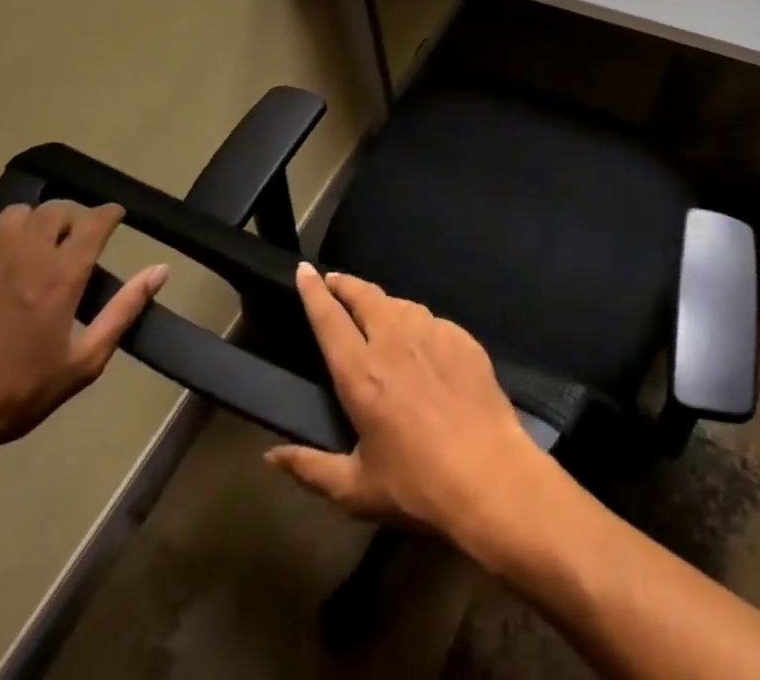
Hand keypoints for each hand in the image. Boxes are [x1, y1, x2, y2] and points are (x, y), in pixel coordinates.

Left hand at [0, 201, 167, 470]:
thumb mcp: (83, 363)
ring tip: (40, 248)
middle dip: (74, 217)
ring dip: (36, 224)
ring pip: (18, 216)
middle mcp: (25, 255)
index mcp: (61, 274)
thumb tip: (160, 270)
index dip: (111, 214)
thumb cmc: (16, 395)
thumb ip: (124, 310)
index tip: (117, 219)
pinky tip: (3, 272)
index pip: (94, 220)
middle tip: (78, 239)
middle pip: (56, 210)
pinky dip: (4, 244)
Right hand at [264, 266, 548, 545]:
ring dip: (382, 303)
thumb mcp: (355, 490)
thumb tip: (271, 456)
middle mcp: (394, 341)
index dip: (313, 292)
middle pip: (365, 297)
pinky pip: (432, 321)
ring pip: (400, 304)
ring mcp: (433, 333)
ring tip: (376, 311)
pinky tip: (421, 341)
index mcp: (361, 374)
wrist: (489, 474)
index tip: (304, 270)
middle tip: (335, 280)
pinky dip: (418, 324)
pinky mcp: (463, 337)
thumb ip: (310, 468)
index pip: (329, 320)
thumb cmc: (416, 487)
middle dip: (346, 284)